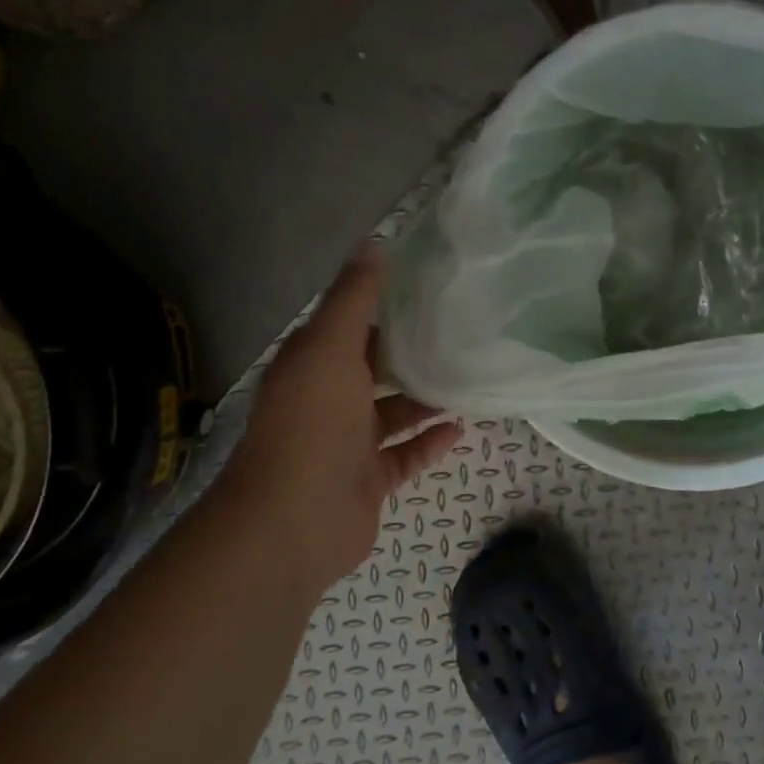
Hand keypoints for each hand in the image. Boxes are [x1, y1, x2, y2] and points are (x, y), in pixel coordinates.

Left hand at [228, 246, 461, 579]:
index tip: (431, 291)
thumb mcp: (331, 347)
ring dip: (426, 399)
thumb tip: (373, 243)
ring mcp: (348, 444)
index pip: (353, 328)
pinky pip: (405, 456)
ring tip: (470, 378)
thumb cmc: (313, 423)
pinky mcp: (368, 480)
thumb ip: (354, 299)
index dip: (387, 308)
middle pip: (376, 370)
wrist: (293, 520)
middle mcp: (328, 400)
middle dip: (413, 354)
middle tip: (463, 334)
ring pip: (394, 413)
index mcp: (315, 366)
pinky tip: (461, 428)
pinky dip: (430, 442)